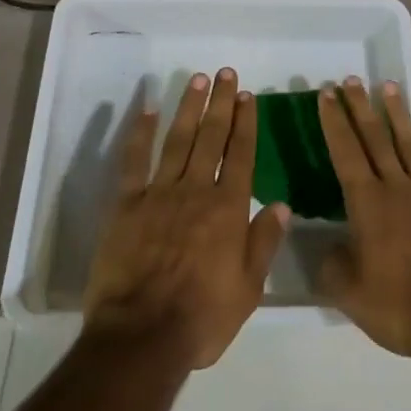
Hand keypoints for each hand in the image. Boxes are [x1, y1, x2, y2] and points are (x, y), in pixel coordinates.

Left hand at [84, 68, 290, 370]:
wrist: (142, 337)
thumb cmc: (201, 318)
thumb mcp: (248, 289)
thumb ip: (264, 242)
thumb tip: (282, 204)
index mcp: (228, 209)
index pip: (241, 154)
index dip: (245, 122)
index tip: (248, 96)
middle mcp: (196, 190)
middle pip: (212, 137)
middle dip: (221, 103)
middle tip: (225, 73)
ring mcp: (160, 193)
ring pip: (178, 140)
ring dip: (189, 107)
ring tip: (198, 80)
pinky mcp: (127, 204)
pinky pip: (135, 161)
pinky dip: (141, 133)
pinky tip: (149, 110)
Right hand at [317, 77, 410, 368]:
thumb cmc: (400, 306)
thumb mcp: (350, 295)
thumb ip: (330, 265)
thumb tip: (324, 244)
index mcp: (369, 204)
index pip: (346, 151)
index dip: (335, 121)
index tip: (327, 93)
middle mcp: (398, 188)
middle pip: (376, 138)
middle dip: (361, 107)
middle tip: (351, 79)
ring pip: (410, 144)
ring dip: (398, 114)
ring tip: (389, 87)